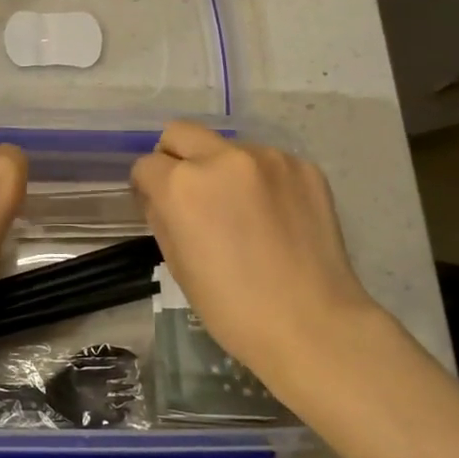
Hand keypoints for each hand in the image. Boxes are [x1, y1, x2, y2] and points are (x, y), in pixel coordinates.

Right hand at [131, 121, 378, 388]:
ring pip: (227, 146)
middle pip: (180, 132)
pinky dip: (261, 180)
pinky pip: (267, 161)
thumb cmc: (232, 308)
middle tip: (190, 194)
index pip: (146, 164)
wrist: (312, 325)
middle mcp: (222, 158)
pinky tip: (274, 216)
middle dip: (175, 157)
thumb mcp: (177, 265)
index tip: (157, 204)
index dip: (146, 186)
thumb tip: (160, 196)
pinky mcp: (304, 166)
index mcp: (183, 185)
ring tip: (242, 210)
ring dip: (223, 168)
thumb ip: (162, 217)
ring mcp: (268, 158)